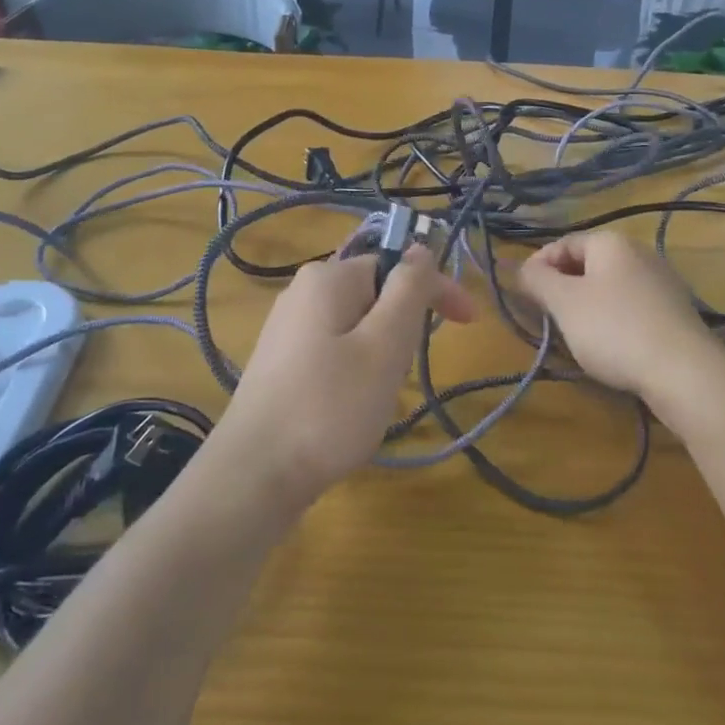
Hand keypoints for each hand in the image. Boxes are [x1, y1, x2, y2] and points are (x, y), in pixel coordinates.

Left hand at [217, 246, 475, 511]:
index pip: (397, 265)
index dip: (438, 290)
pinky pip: (334, 349)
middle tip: (401, 375)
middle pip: (376, 295)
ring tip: (373, 398)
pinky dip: (355, 370)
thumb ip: (408, 289)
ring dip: (381, 354)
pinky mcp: (281, 361)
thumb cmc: (330, 407)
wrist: (255, 475)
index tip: (470, 323)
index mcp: (328, 277)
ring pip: (357, 326)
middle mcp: (303, 291)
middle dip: (402, 329)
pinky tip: (348, 407)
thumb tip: (420, 248)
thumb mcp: (384, 345)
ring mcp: (287, 327)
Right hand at [517, 231, 724, 412]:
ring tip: (573, 334)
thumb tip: (522, 267)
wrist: (683, 371)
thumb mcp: (564, 303)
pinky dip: (612, 320)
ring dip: (586, 306)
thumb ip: (537, 280)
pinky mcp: (674, 311)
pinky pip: (631, 307)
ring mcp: (661, 281)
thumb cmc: (614, 329)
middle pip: (587, 264)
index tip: (524, 295)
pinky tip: (608, 345)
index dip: (538, 265)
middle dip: (562, 287)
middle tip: (547, 316)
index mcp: (611, 242)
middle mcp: (639, 252)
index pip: (563, 243)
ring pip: (609, 286)